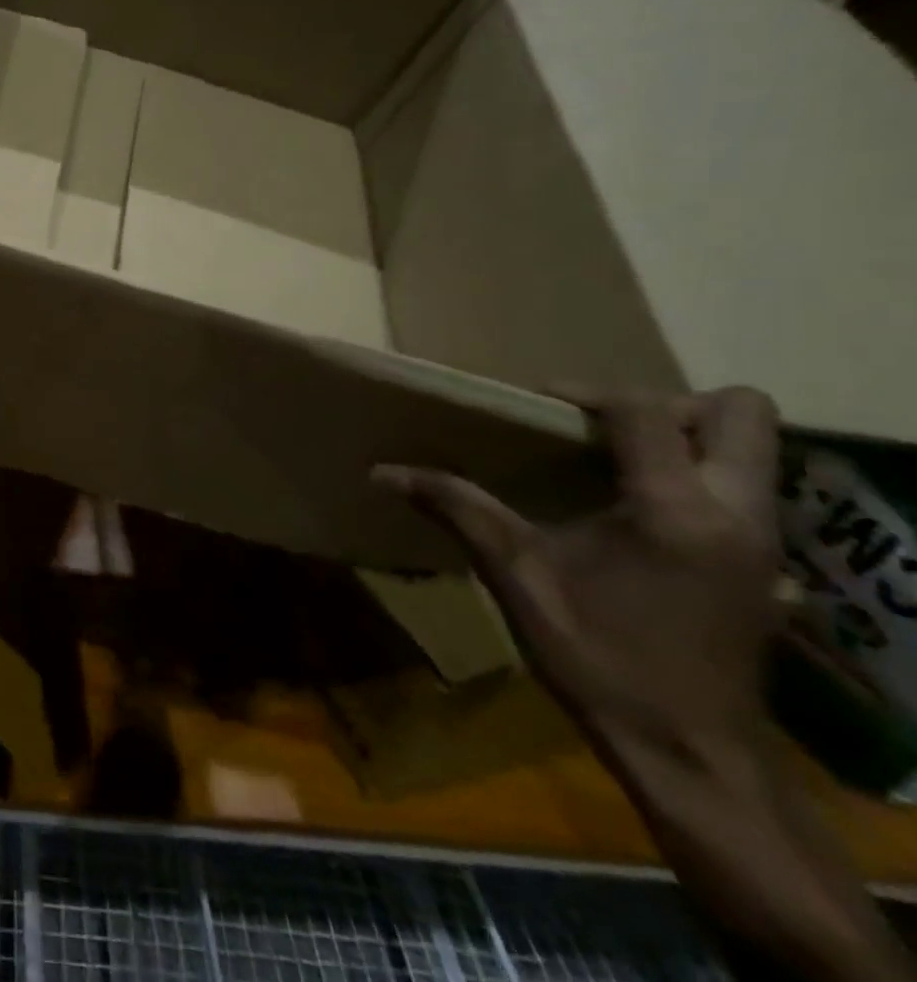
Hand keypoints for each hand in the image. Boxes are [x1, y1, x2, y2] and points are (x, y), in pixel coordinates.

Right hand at [374, 388, 782, 762]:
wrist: (689, 755)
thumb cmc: (598, 659)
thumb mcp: (516, 576)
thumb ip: (457, 508)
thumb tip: (382, 471)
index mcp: (675, 511)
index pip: (645, 411)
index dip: (586, 394)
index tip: (537, 409)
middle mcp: (738, 513)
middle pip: (740, 410)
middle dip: (667, 404)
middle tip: (601, 429)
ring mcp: (764, 540)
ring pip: (752, 447)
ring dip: (685, 436)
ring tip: (613, 460)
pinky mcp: (767, 563)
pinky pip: (743, 485)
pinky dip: (694, 473)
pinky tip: (634, 507)